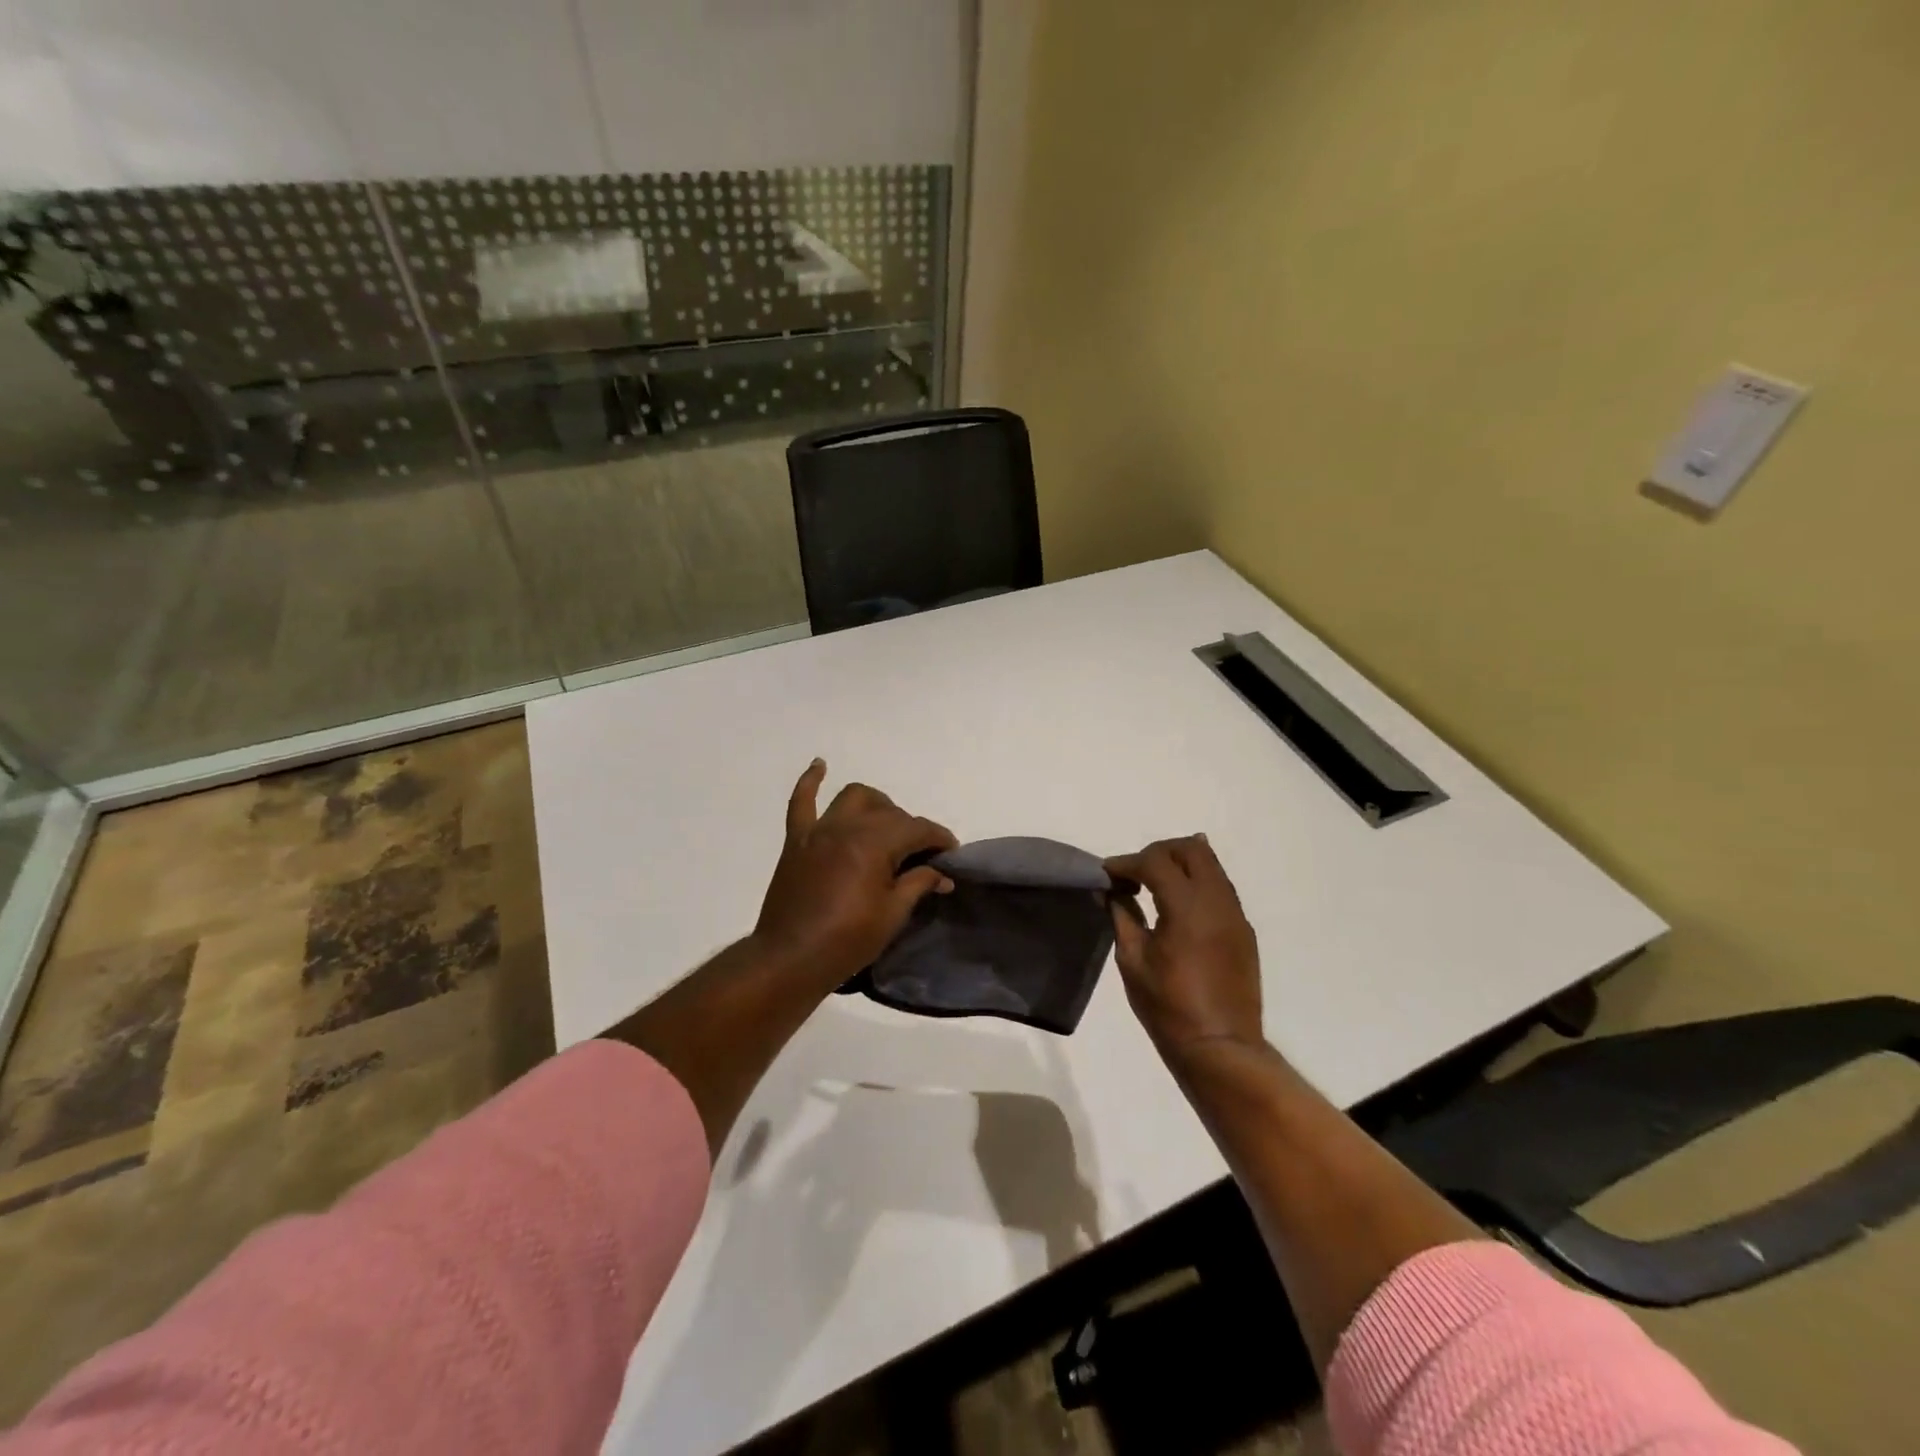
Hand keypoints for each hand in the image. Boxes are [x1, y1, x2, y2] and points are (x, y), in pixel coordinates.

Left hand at [752, 760, 957, 988]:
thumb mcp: (892, 915)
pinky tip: (820, 766)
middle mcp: (847, 827)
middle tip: (921, 856)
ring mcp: (819, 831)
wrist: (789, 960)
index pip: (917, 829)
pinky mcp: (797, 841)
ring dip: (876, 804)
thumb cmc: (847, 941)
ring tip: (885, 824)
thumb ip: (918, 884)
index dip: (940, 838)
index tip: (952, 853)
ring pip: (854, 797)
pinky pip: (801, 802)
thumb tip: (941, 873)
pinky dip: (811, 781)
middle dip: (911, 829)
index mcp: (874, 844)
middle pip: (889, 813)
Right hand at [1105, 835, 1263, 1059]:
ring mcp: (1235, 914)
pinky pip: (1220, 888)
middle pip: (1191, 848)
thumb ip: (1122, 917)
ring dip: (1180, 864)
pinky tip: (1177, 904)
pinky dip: (1196, 883)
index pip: (1155, 861)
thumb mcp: (1132, 960)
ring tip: (1153, 885)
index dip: (1127, 862)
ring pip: (1211, 865)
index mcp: (1187, 907)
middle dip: (1159, 852)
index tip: (1107, 873)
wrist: (1220, 1047)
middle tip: (1134, 873)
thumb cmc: (1168, 1006)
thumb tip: (1110, 891)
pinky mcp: (1243, 930)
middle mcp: (1217, 901)